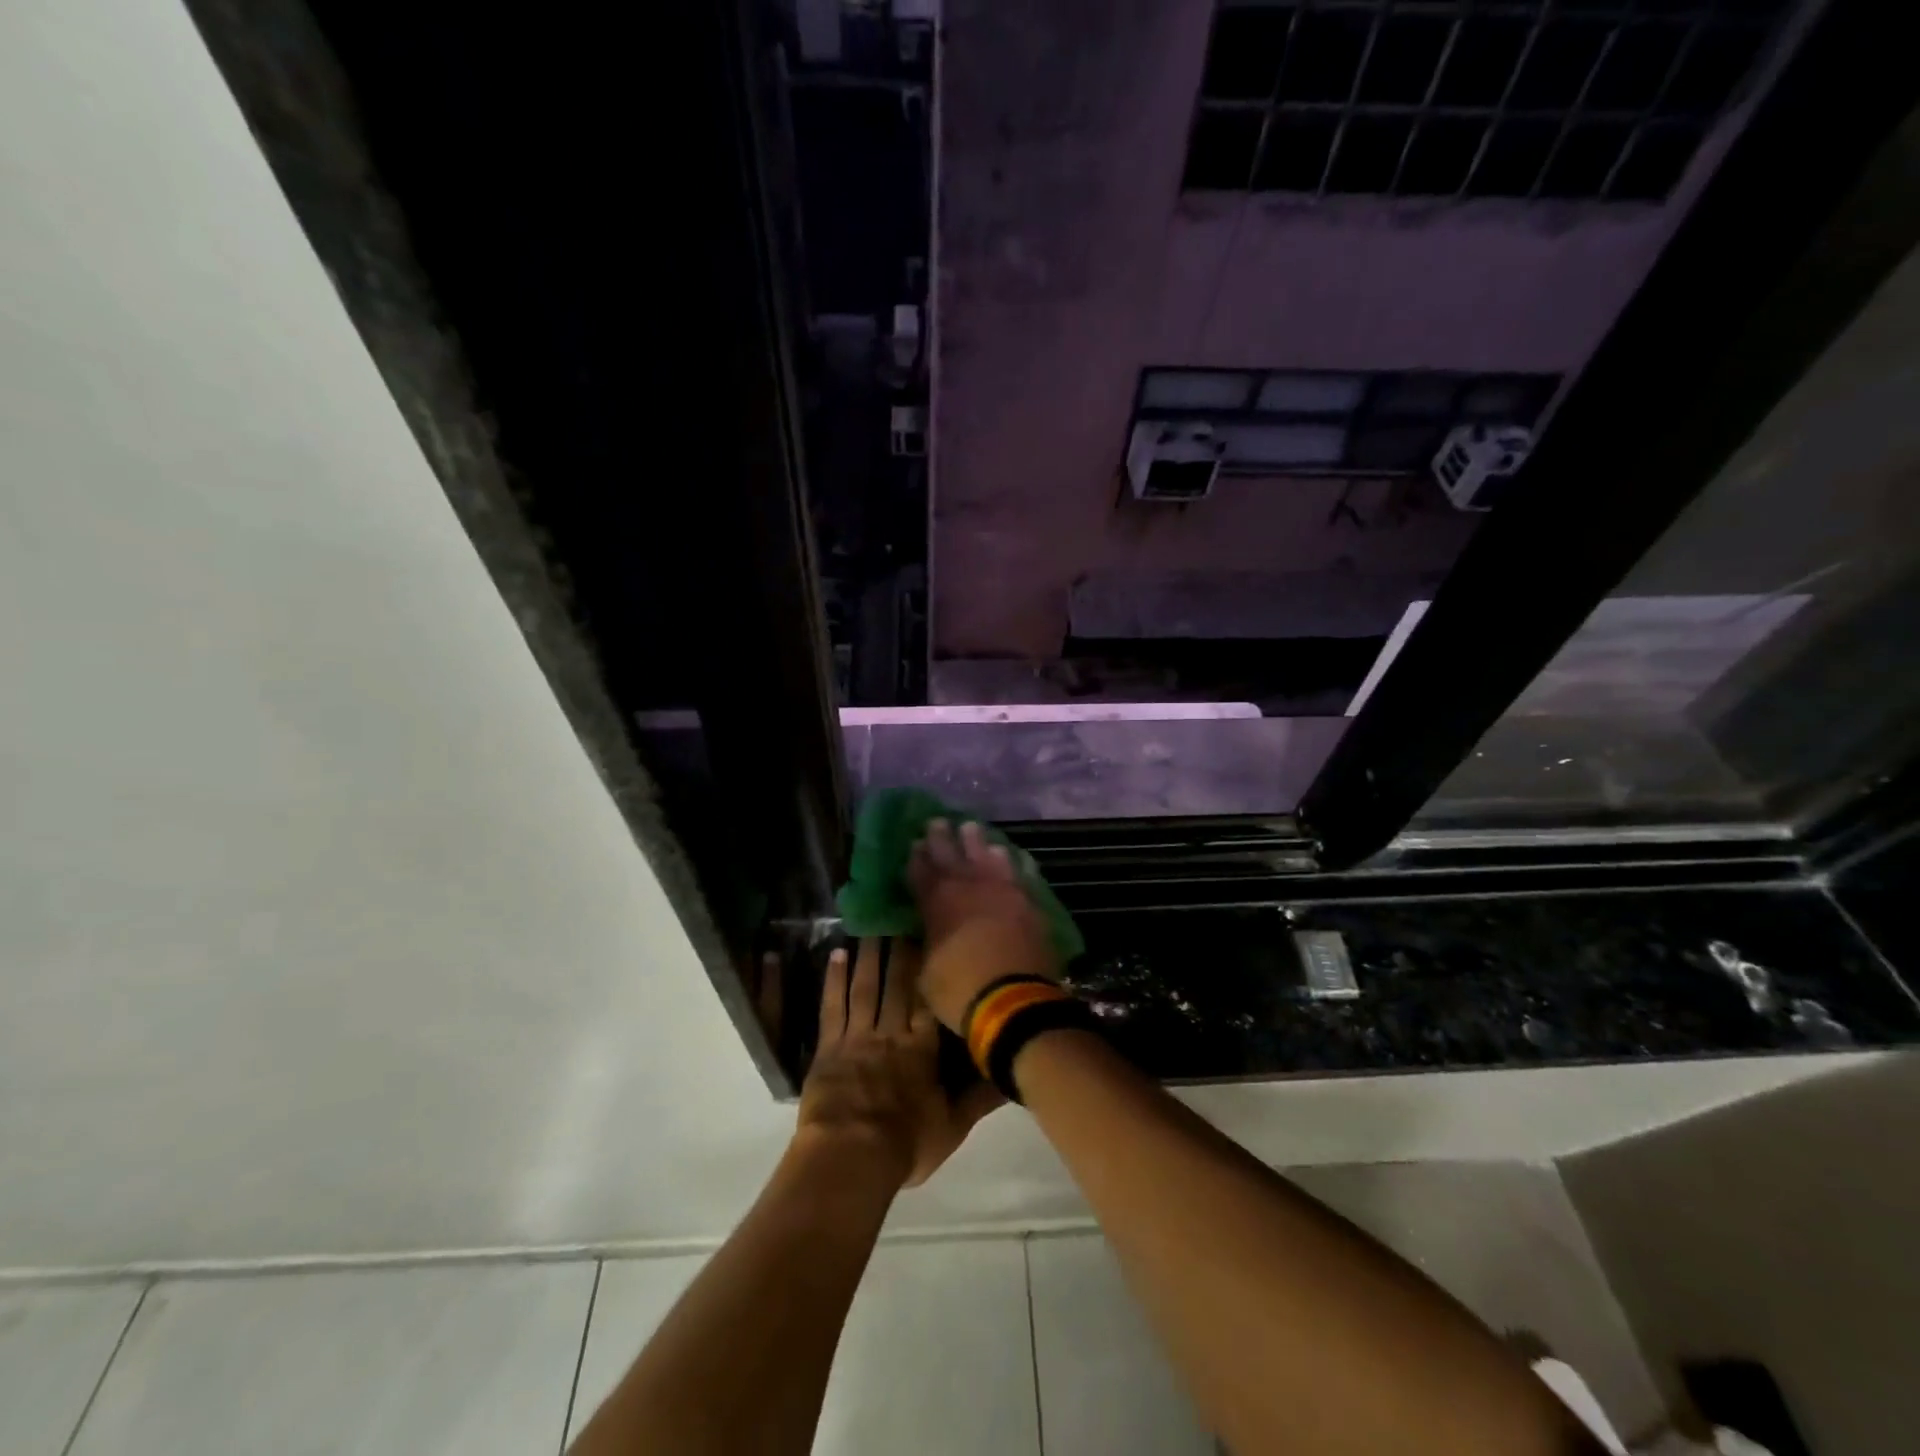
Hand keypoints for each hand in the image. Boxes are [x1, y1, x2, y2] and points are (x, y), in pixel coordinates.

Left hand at [797, 938, 1001, 1188]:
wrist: (851, 1156)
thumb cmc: (905, 1144)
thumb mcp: (952, 1126)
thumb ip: (981, 1098)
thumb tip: (1014, 1075)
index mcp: (923, 1049)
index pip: (929, 1000)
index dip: (931, 968)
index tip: (933, 938)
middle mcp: (893, 1032)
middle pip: (899, 984)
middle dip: (901, 951)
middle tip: (903, 917)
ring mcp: (859, 1036)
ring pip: (867, 987)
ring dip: (872, 956)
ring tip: (875, 926)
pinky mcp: (830, 1046)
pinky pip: (833, 1006)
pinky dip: (835, 979)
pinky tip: (838, 954)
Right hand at [908, 819, 1061, 1034]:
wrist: (1014, 1000)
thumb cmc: (960, 990)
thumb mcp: (927, 972)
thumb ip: (929, 943)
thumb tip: (931, 932)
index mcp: (938, 902)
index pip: (921, 872)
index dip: (916, 858)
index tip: (913, 843)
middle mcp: (969, 887)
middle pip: (952, 854)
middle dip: (942, 837)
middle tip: (937, 821)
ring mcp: (1002, 890)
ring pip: (988, 855)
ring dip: (978, 841)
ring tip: (972, 827)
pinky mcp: (1029, 901)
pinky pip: (1020, 873)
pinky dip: (1014, 862)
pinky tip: (1013, 855)